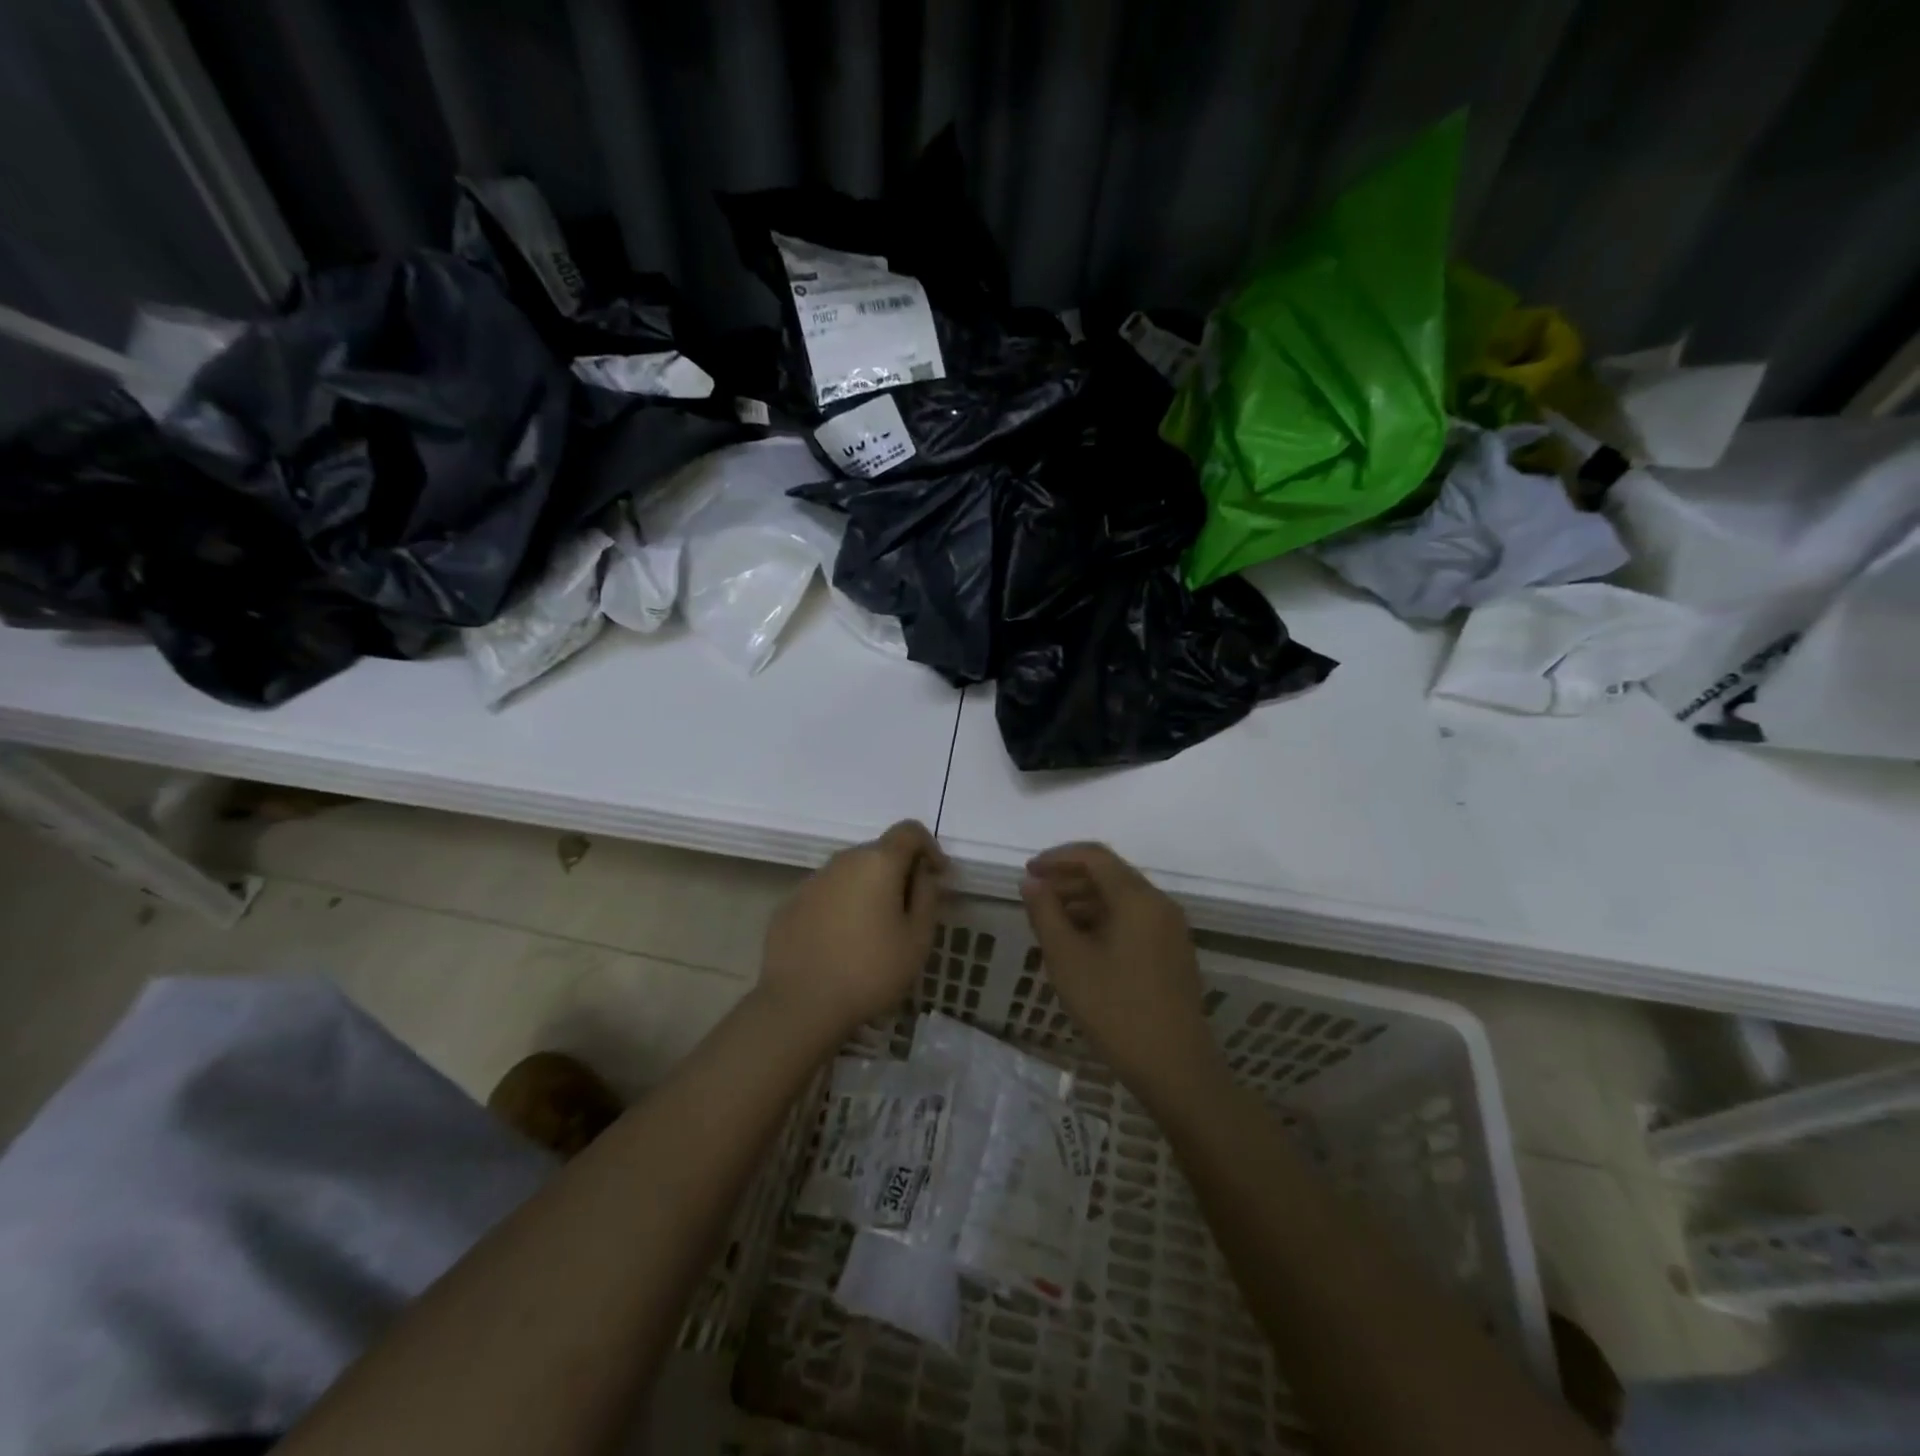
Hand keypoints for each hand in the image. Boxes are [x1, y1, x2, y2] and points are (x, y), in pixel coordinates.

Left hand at [760, 820, 947, 1040]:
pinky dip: (840, 907)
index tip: (937, 877)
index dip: (929, 847)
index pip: (909, 831)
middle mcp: (842, 860)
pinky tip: (841, 943)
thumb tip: (923, 874)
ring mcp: (812, 881)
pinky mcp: (789, 904)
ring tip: (873, 931)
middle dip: (898, 872)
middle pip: (878, 852)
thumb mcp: (917, 939)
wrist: (800, 1004)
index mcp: (877, 862)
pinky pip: (826, 894)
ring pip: (850, 874)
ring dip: (867, 890)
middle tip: (909, 911)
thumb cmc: (870, 970)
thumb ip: (927, 896)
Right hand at [1020, 843, 1218, 1091]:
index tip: (1027, 872)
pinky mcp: (1173, 952)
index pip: (1094, 856)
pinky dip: (1103, 919)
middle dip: (1068, 878)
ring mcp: (1171, 929)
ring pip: (1122, 898)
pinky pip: (1134, 919)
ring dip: (1084, 900)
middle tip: (1035, 896)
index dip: (1056, 858)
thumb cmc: (1115, 1010)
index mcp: (1137, 898)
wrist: (1176, 1068)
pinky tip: (1081, 944)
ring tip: (1051, 921)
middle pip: (1110, 874)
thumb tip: (1032, 882)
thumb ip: (1045, 914)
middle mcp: (1159, 904)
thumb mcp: (1068, 960)